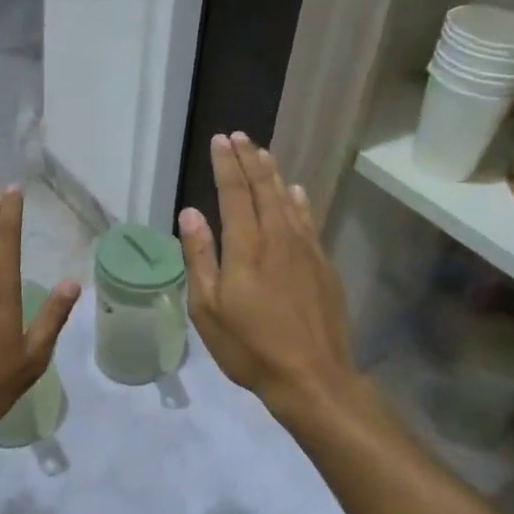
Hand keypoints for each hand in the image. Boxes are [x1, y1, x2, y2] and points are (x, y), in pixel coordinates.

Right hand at [179, 134, 358, 416]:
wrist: (312, 376)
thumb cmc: (250, 346)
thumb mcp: (208, 308)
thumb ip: (200, 257)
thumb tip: (190, 213)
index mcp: (246, 247)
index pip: (235, 193)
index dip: (227, 165)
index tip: (221, 140)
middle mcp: (278, 238)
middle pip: (264, 188)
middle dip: (250, 159)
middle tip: (240, 137)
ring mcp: (306, 250)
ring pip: (288, 199)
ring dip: (273, 173)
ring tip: (263, 153)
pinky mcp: (323, 265)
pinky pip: (309, 220)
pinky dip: (299, 200)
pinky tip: (296, 191)